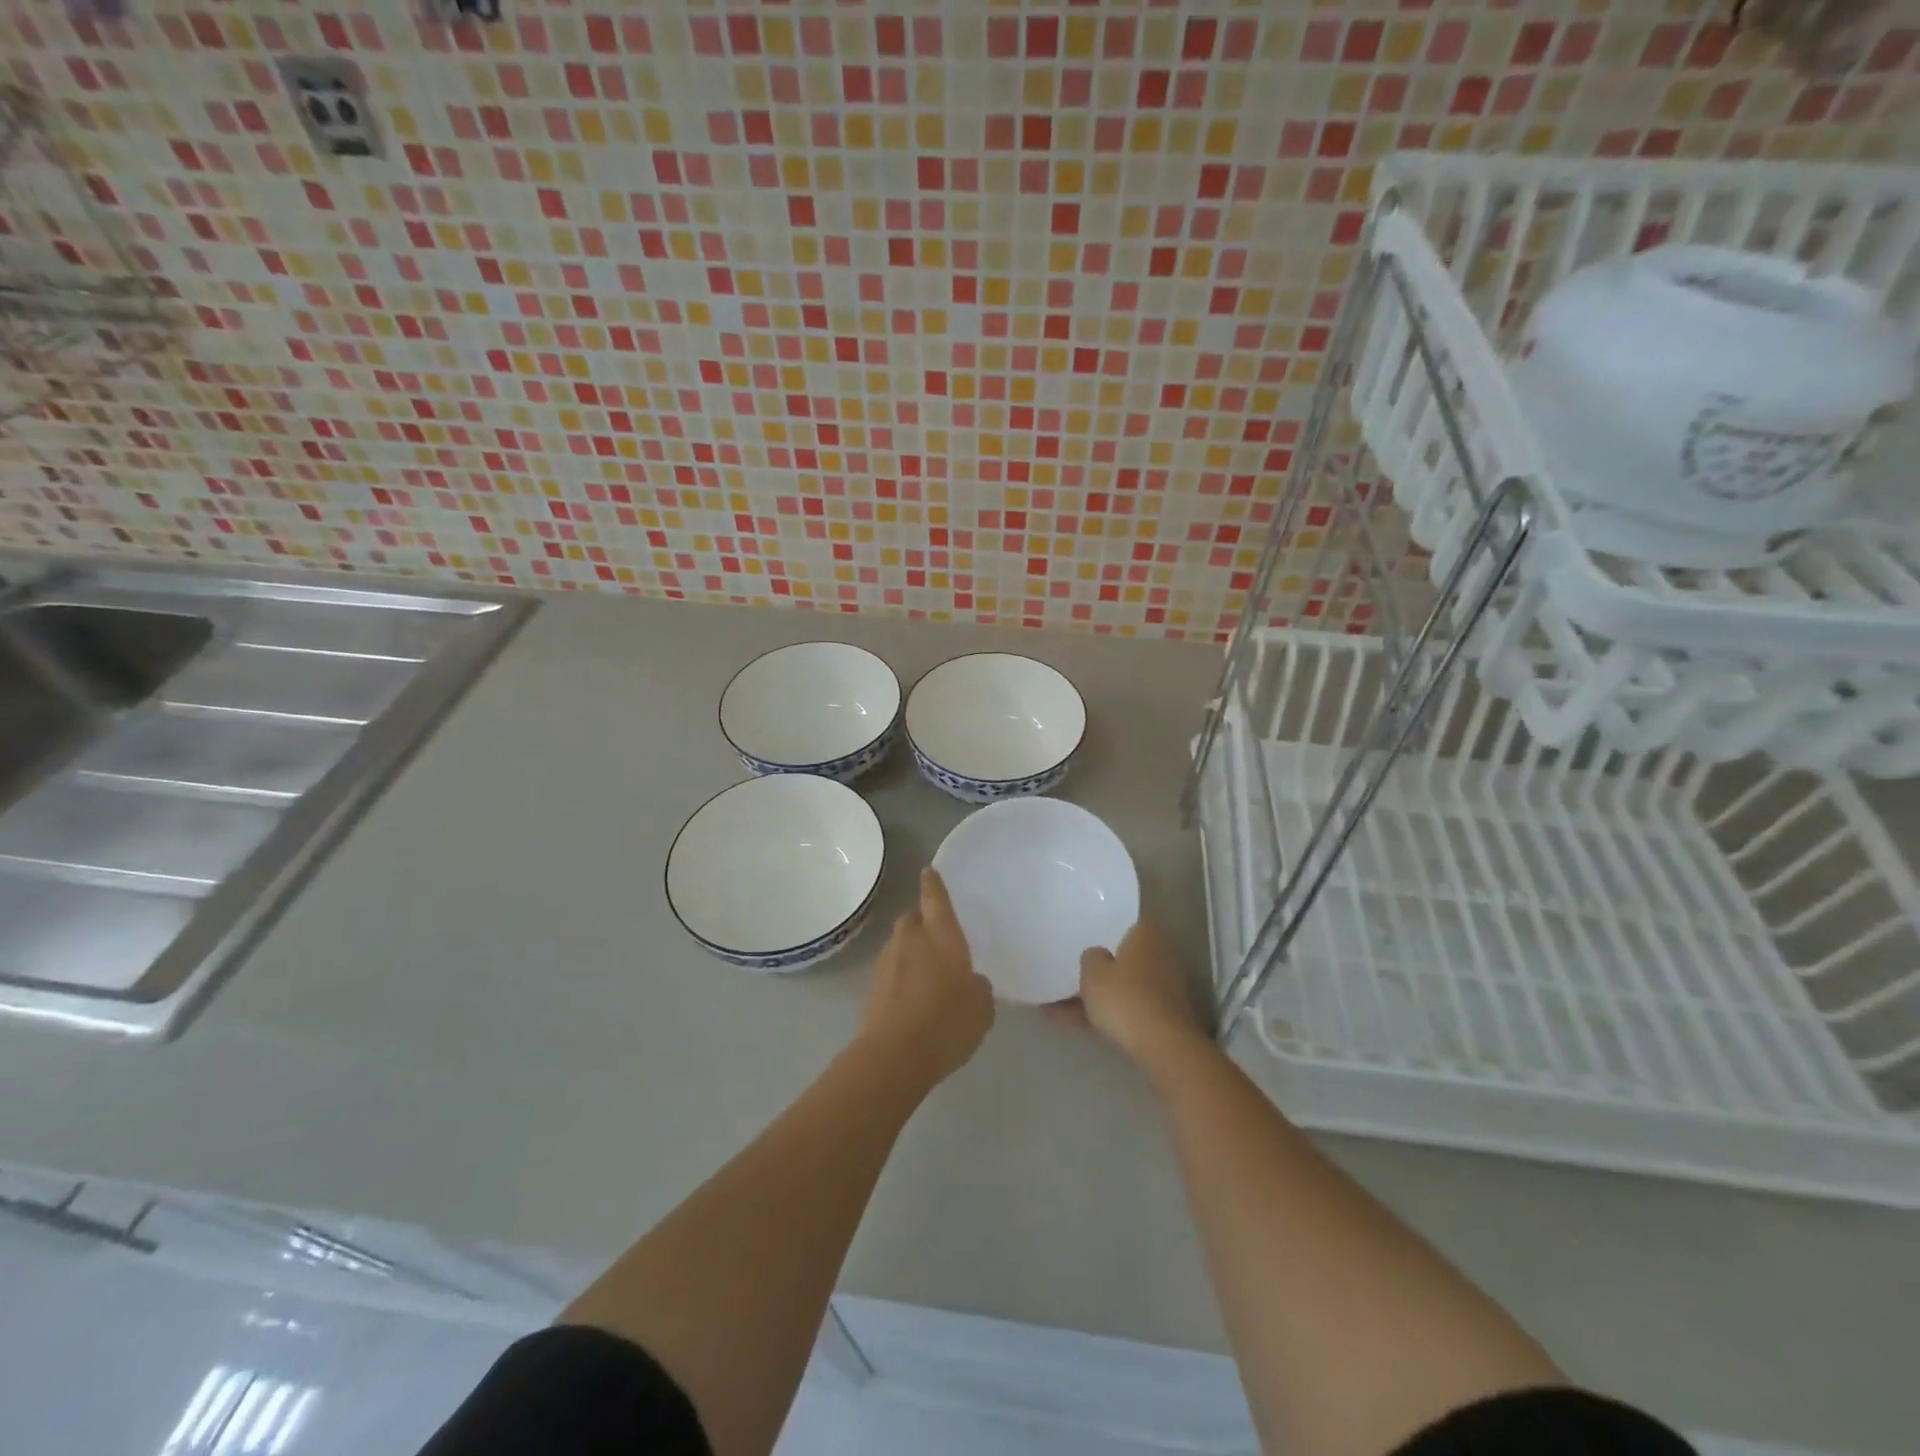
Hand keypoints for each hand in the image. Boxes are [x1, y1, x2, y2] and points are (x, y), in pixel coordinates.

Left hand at [859, 868, 994, 1085]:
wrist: (894, 1056)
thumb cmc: (946, 1023)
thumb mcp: (981, 1008)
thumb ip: (979, 987)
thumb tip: (971, 981)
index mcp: (941, 936)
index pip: (935, 899)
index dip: (933, 884)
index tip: (928, 870)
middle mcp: (911, 940)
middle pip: (913, 919)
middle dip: (923, 921)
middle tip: (938, 936)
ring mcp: (888, 961)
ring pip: (901, 944)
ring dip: (912, 950)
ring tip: (929, 971)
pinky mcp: (873, 986)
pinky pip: (893, 969)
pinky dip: (903, 974)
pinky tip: (915, 995)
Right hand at [1056, 921, 1203, 1068]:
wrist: (1163, 1047)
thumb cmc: (1124, 997)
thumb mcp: (1092, 972)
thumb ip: (1091, 957)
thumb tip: (1099, 955)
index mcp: (1146, 936)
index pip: (1125, 927)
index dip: (1104, 935)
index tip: (1084, 944)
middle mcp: (1160, 957)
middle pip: (1124, 960)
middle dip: (1100, 972)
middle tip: (1071, 977)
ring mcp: (1164, 990)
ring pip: (1123, 988)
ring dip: (1097, 998)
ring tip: (1058, 1010)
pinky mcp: (1163, 1019)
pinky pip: (1127, 1010)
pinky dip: (1106, 1016)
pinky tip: (1075, 1026)